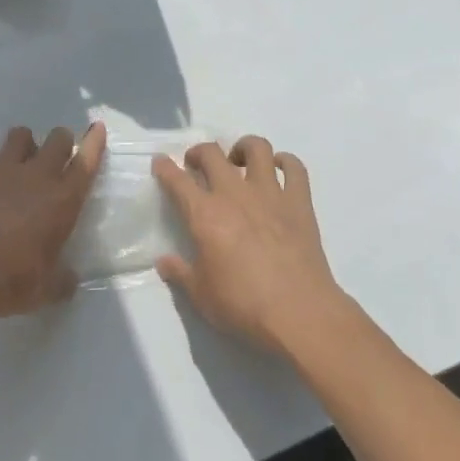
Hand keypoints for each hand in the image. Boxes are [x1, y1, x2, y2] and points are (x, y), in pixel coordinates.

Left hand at [0, 123, 106, 324]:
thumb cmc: (11, 282)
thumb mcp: (48, 290)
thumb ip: (64, 279)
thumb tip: (69, 278)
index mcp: (63, 201)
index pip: (87, 161)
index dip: (94, 142)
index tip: (96, 128)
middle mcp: (38, 175)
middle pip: (57, 139)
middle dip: (60, 141)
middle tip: (54, 155)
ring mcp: (3, 167)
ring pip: (20, 134)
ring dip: (23, 142)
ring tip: (17, 156)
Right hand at [153, 135, 345, 356]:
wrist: (299, 312)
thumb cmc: (243, 305)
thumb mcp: (201, 296)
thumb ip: (180, 274)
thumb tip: (163, 261)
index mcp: (205, 214)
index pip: (177, 180)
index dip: (165, 167)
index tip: (160, 162)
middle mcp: (234, 194)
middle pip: (212, 154)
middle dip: (199, 153)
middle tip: (197, 166)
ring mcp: (269, 194)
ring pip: (256, 148)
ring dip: (243, 148)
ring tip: (239, 161)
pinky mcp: (299, 202)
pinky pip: (294, 168)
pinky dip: (286, 162)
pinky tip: (279, 170)